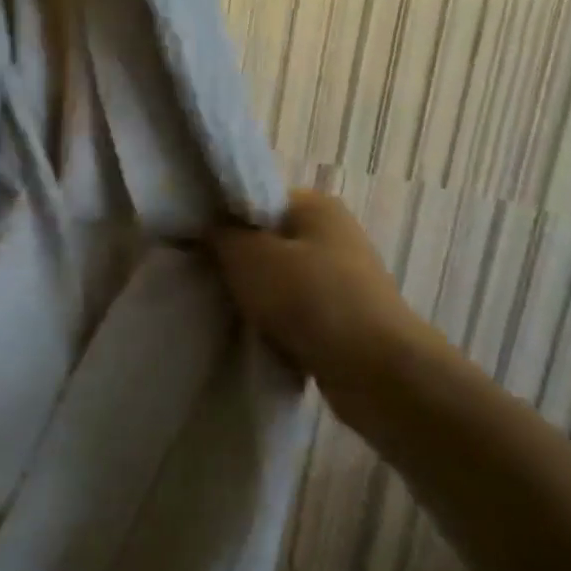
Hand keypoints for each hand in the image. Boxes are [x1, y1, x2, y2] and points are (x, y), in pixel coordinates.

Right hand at [211, 190, 435, 396]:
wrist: (374, 369)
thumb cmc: (309, 298)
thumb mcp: (249, 256)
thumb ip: (221, 234)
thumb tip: (210, 226)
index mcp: (316, 206)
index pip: (257, 200)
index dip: (224, 219)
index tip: (197, 243)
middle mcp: (334, 235)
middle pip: (268, 241)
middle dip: (237, 262)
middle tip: (207, 279)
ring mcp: (342, 278)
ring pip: (280, 280)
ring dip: (256, 297)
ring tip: (228, 311)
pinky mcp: (343, 317)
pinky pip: (296, 312)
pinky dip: (276, 323)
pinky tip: (256, 335)